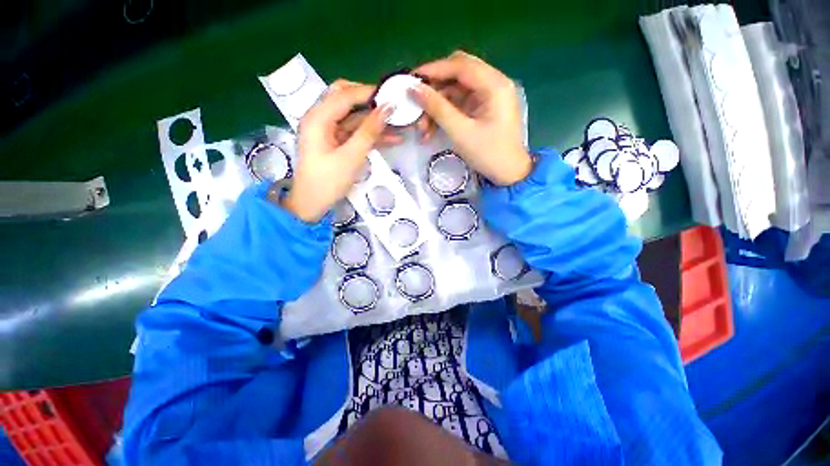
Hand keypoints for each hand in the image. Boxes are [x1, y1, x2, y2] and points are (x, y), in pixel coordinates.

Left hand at [281, 80, 392, 221]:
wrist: (312, 205)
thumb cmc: (328, 182)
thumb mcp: (351, 157)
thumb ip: (369, 131)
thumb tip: (387, 108)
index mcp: (318, 118)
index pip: (345, 95)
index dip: (369, 92)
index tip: (392, 94)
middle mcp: (321, 119)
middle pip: (347, 100)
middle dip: (371, 103)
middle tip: (393, 107)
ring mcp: (328, 132)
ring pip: (354, 118)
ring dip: (375, 122)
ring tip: (400, 124)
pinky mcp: (335, 143)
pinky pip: (355, 133)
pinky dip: (370, 136)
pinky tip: (391, 139)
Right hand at [410, 51, 531, 185]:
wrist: (508, 174)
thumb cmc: (488, 154)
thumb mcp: (460, 132)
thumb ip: (437, 108)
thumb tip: (415, 89)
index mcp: (495, 85)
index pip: (460, 66)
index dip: (434, 69)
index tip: (411, 79)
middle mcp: (493, 84)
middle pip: (457, 74)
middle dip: (435, 89)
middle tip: (416, 102)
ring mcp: (488, 96)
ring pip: (456, 91)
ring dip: (437, 106)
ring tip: (422, 128)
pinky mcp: (483, 109)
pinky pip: (459, 104)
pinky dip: (445, 114)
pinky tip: (431, 130)